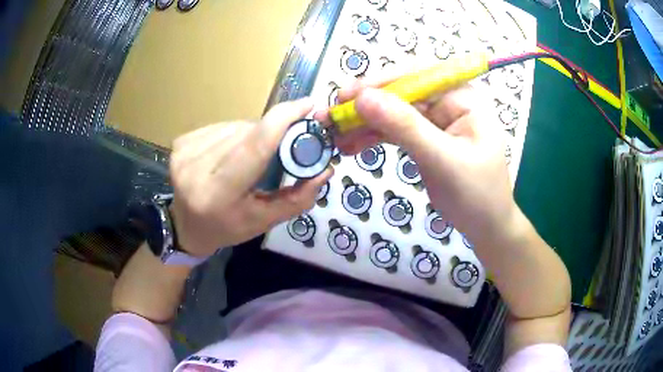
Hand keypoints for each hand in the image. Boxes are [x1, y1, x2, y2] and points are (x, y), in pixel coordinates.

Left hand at [170, 98, 331, 255]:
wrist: (186, 225)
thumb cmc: (227, 227)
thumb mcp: (264, 221)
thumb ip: (296, 198)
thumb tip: (325, 169)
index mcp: (218, 195)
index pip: (255, 147)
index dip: (283, 120)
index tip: (307, 105)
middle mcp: (195, 169)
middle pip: (248, 133)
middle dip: (270, 134)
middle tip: (280, 149)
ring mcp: (184, 152)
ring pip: (236, 126)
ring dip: (252, 135)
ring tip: (250, 158)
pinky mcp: (180, 141)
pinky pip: (221, 126)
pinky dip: (234, 134)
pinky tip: (231, 152)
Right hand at [315, 78, 513, 244]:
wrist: (486, 227)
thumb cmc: (477, 195)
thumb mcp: (444, 160)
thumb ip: (405, 128)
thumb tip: (362, 99)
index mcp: (462, 97)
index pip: (417, 76)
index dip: (381, 82)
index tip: (347, 96)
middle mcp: (447, 102)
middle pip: (400, 93)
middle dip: (364, 104)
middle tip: (330, 116)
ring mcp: (434, 121)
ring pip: (392, 113)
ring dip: (362, 123)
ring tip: (333, 135)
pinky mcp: (423, 139)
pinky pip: (393, 132)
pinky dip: (371, 138)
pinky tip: (350, 146)